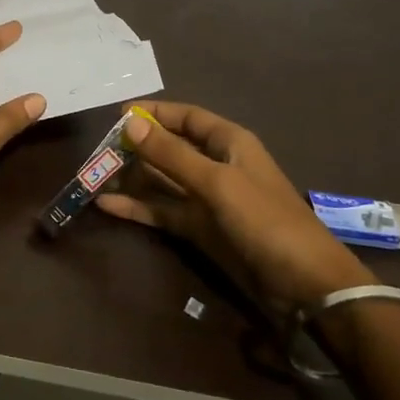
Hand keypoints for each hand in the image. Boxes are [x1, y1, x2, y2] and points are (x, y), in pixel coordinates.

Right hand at [96, 101, 375, 310]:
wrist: (305, 285)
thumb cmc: (265, 221)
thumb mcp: (217, 182)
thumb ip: (172, 154)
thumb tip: (130, 123)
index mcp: (229, 143)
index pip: (187, 117)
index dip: (155, 114)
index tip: (117, 115)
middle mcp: (216, 166)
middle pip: (170, 149)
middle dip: (137, 148)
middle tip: (98, 152)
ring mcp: (207, 200)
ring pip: (163, 182)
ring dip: (132, 179)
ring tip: (94, 177)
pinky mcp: (200, 230)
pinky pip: (164, 212)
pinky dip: (138, 208)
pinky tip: (106, 206)